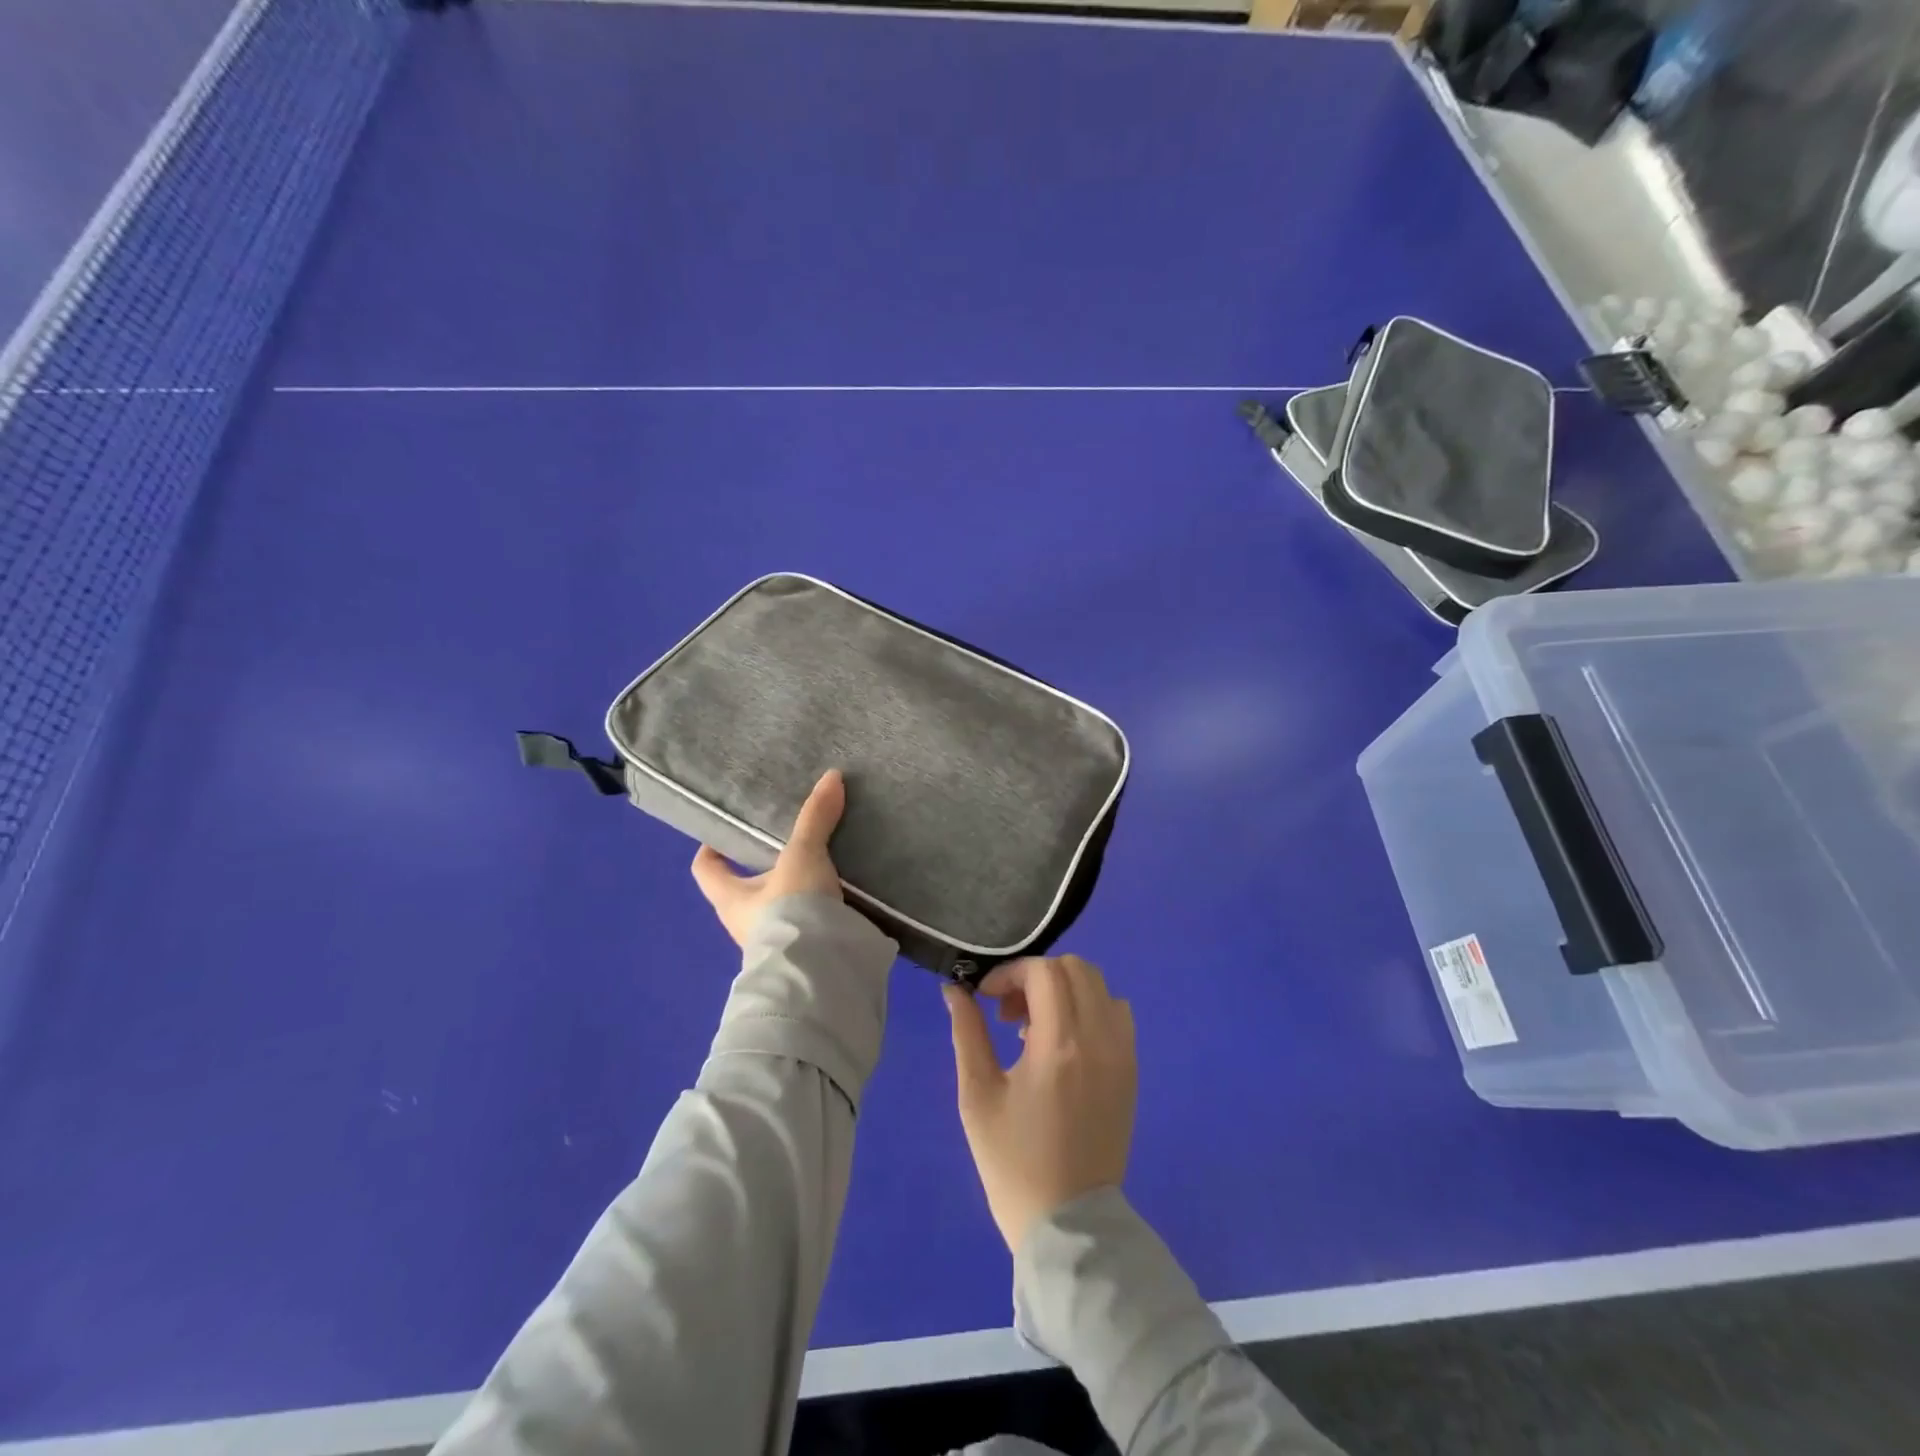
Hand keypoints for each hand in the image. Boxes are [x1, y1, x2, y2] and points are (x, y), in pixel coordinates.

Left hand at [691, 770, 844, 946]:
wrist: (819, 970)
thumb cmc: (790, 910)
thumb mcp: (803, 856)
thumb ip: (815, 818)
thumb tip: (831, 775)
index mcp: (730, 898)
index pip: (705, 869)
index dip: (710, 850)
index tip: (726, 832)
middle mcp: (745, 923)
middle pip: (746, 889)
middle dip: (765, 868)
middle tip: (790, 842)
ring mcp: (775, 942)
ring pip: (779, 908)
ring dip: (797, 891)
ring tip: (824, 864)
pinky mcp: (805, 954)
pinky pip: (809, 924)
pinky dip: (822, 910)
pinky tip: (844, 894)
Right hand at [944, 955, 1135, 1253]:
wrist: (1070, 1225)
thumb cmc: (1014, 1164)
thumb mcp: (977, 1096)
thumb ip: (967, 1033)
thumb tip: (954, 990)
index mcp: (1059, 1045)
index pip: (1043, 972)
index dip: (1010, 974)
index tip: (985, 998)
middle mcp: (1099, 1039)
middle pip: (1074, 968)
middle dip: (1036, 976)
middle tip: (1008, 1012)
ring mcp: (1122, 1054)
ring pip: (1098, 985)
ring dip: (1064, 989)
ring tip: (1035, 1028)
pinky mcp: (1131, 1070)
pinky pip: (1117, 1013)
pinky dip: (1089, 1008)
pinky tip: (1064, 1042)